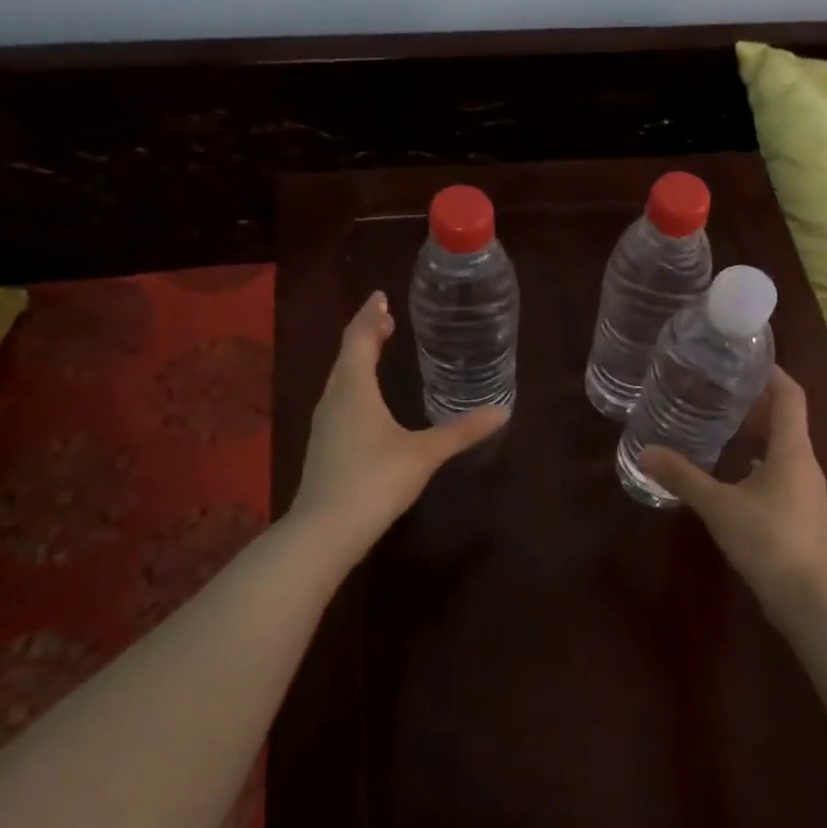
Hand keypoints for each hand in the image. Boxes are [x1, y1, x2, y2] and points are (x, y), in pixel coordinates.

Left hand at [292, 292, 508, 546]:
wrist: (325, 530)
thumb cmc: (375, 480)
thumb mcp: (424, 454)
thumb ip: (461, 432)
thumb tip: (502, 411)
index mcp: (354, 389)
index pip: (359, 338)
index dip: (370, 315)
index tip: (381, 297)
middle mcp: (334, 398)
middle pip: (347, 355)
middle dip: (366, 334)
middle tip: (386, 319)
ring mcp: (324, 423)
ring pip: (340, 378)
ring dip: (358, 358)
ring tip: (377, 350)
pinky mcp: (324, 445)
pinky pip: (339, 399)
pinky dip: (354, 384)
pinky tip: (367, 401)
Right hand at [642, 367, 826, 621]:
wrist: (806, 597)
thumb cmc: (766, 540)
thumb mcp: (718, 505)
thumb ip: (682, 477)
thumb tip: (645, 452)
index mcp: (792, 450)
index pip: (791, 395)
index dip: (772, 372)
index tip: (744, 359)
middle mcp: (805, 462)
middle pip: (786, 418)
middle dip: (756, 401)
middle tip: (720, 388)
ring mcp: (806, 487)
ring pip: (784, 445)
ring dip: (758, 431)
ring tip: (722, 423)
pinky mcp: (801, 509)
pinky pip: (781, 469)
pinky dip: (759, 459)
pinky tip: (733, 470)